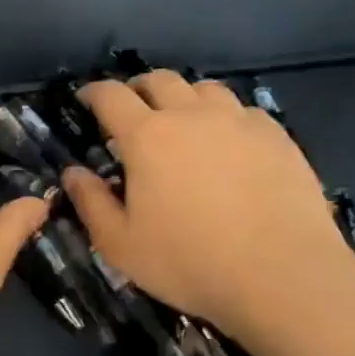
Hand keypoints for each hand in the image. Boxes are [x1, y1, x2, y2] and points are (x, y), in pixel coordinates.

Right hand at [61, 71, 354, 349]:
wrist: (282, 275)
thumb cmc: (189, 262)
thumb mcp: (121, 245)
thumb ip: (90, 203)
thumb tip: (72, 173)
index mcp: (147, 137)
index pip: (111, 96)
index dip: (93, 93)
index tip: (86, 100)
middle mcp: (192, 115)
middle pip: (160, 80)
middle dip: (138, 89)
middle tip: (132, 111)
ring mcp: (239, 122)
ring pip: (205, 89)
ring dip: (184, 98)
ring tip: (182, 123)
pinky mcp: (278, 137)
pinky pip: (243, 111)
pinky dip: (225, 118)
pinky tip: (229, 145)